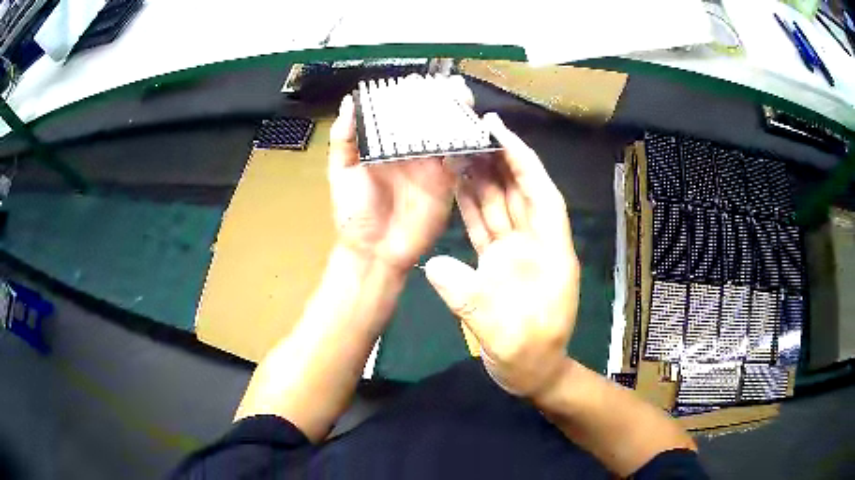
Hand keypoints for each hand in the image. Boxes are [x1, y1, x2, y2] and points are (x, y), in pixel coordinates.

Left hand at [328, 81, 472, 273]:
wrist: (374, 250)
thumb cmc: (354, 213)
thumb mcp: (341, 173)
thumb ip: (344, 139)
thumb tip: (350, 102)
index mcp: (386, 146)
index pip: (400, 114)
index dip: (409, 96)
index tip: (416, 81)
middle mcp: (410, 151)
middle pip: (429, 120)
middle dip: (440, 100)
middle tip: (448, 84)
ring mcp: (430, 166)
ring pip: (447, 133)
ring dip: (457, 115)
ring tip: (462, 96)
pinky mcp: (445, 182)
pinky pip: (458, 158)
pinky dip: (466, 142)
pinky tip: (472, 126)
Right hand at [424, 113, 579, 397]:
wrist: (531, 374)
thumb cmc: (529, 355)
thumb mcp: (501, 331)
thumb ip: (469, 297)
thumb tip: (433, 264)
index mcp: (551, 252)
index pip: (541, 194)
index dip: (524, 161)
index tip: (502, 133)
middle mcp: (536, 244)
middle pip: (520, 192)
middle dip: (502, 161)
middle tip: (476, 131)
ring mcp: (517, 253)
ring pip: (502, 206)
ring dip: (485, 179)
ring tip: (462, 150)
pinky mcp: (499, 264)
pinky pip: (486, 227)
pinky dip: (474, 206)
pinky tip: (459, 187)